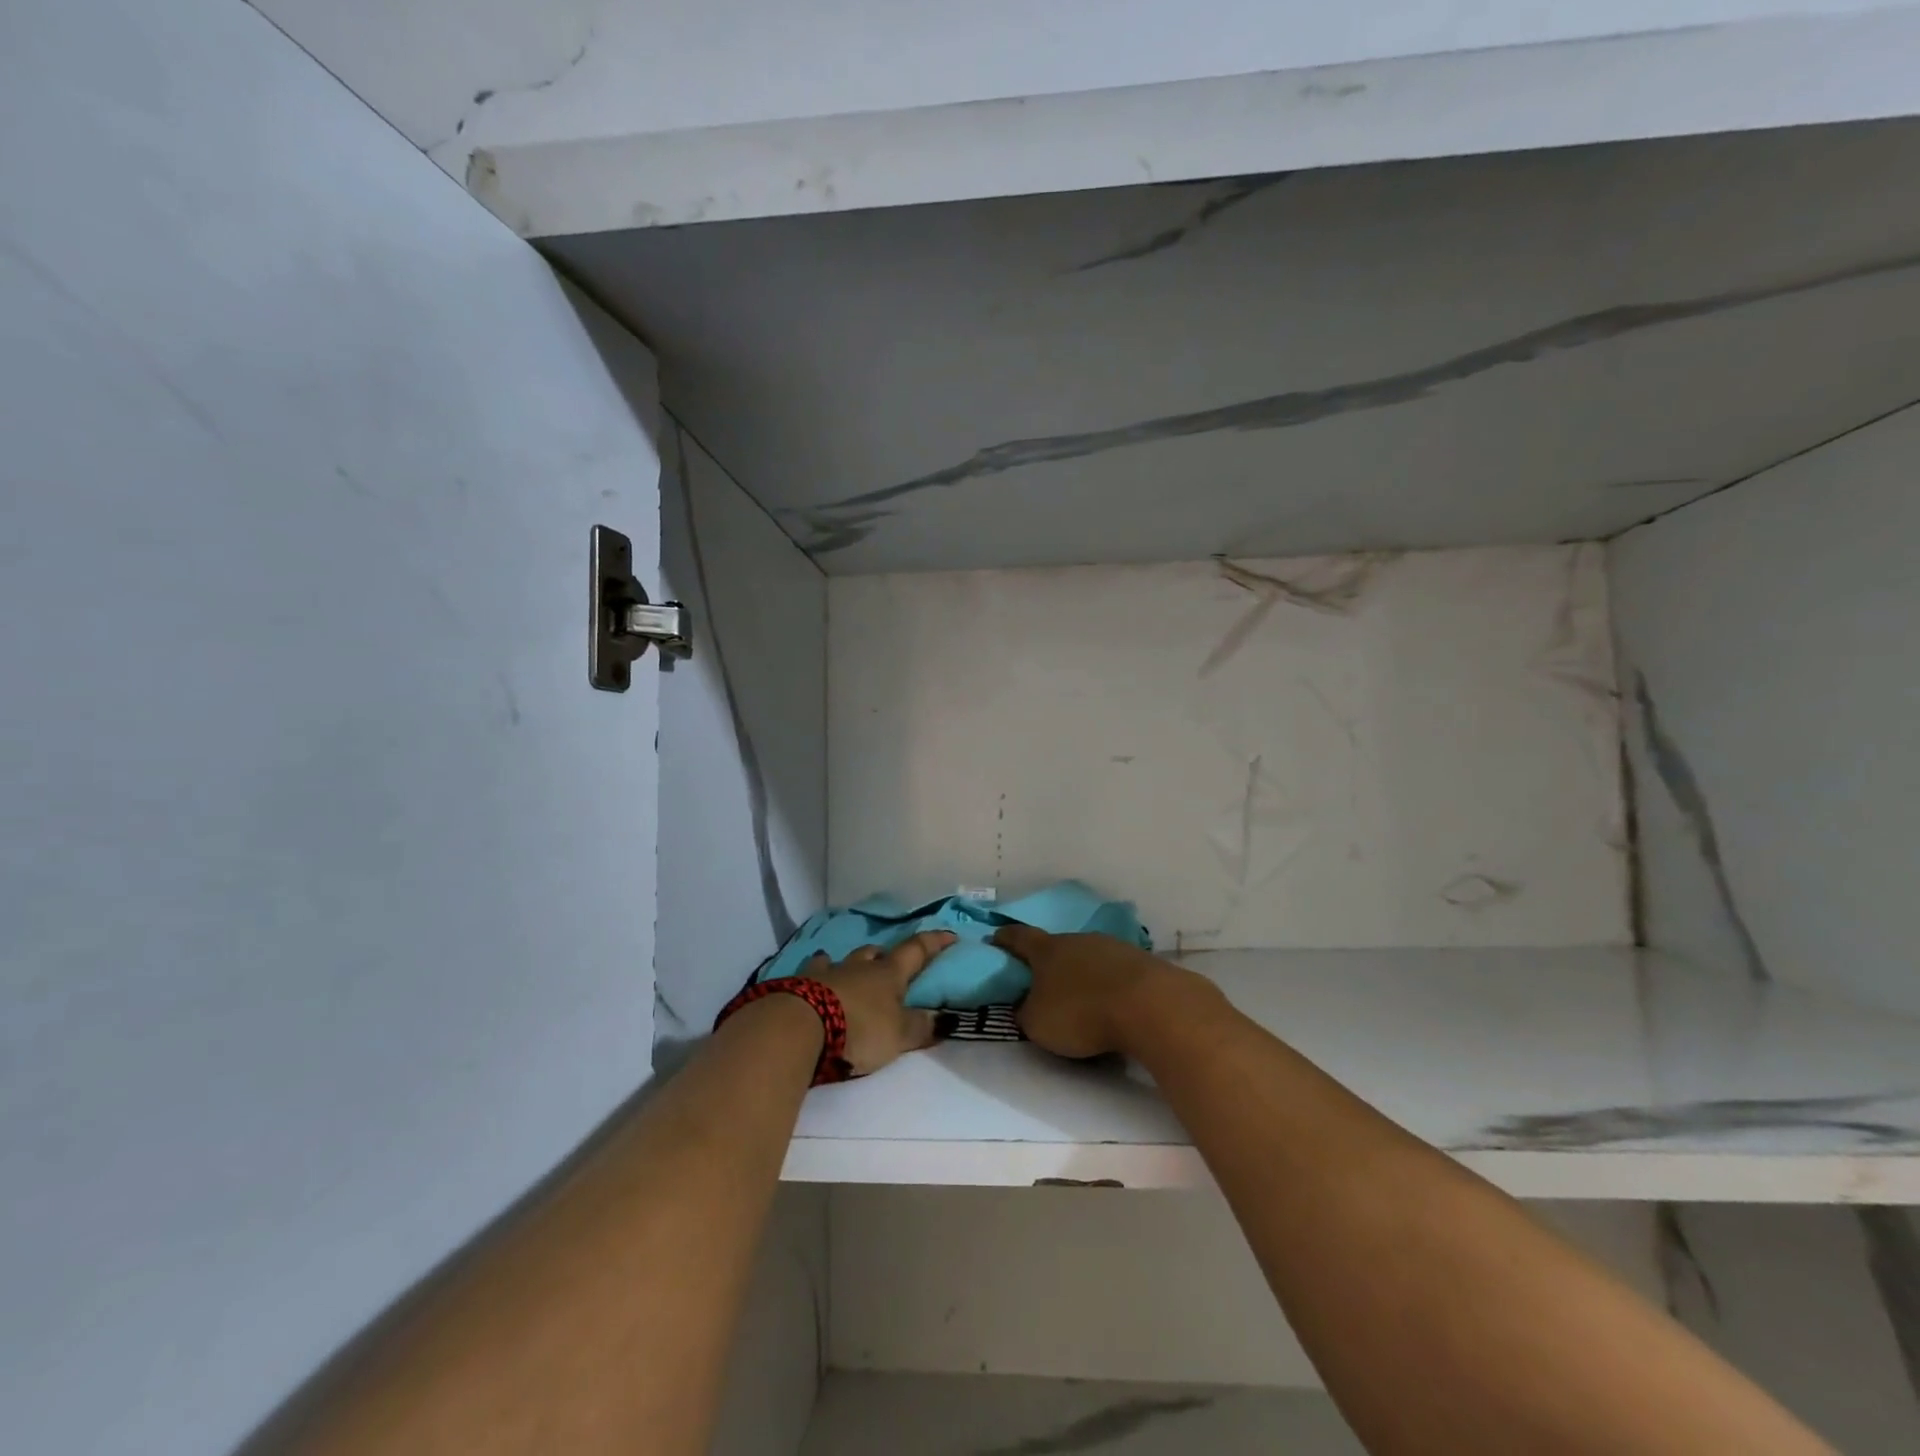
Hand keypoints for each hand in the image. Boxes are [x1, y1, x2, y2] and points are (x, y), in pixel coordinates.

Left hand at [805, 931, 955, 1076]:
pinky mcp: (800, 984)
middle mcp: (859, 966)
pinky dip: (819, 973)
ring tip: (850, 969)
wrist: (800, 1026)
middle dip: (885, 955)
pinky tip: (814, 976)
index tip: (949, 935)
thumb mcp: (898, 1035)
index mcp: (888, 974)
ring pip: (844, 959)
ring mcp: (827, 972)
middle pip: (875, 953)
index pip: (916, 951)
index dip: (934, 943)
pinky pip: (813, 971)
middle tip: (889, 962)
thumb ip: (922, 1027)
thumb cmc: (859, 1028)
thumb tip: (948, 1018)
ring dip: (851, 963)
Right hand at [992, 926, 1209, 1059]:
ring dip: (1083, 974)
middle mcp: (1078, 940)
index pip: (1019, 938)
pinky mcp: (1142, 963)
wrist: (1149, 1005)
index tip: (995, 938)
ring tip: (1082, 998)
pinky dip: (1110, 986)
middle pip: (1057, 947)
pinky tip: (1113, 1006)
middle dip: (1049, 962)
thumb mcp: (1038, 1023)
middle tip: (1043, 981)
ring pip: (1089, 958)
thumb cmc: (1081, 1012)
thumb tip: (1025, 1007)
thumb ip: (1026, 1013)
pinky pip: (1116, 973)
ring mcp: (1112, 947)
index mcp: (1047, 950)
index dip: (1005, 939)